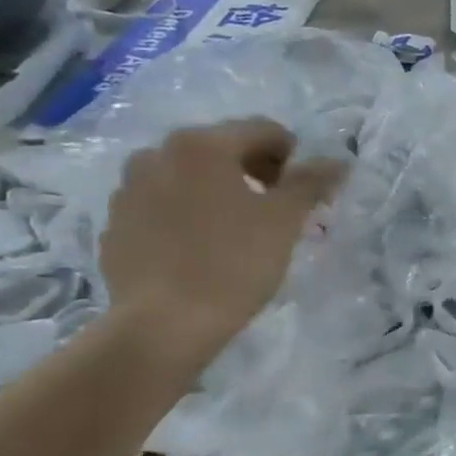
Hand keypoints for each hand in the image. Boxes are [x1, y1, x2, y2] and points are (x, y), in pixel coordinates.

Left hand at [100, 118, 346, 363]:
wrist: (163, 325)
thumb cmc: (232, 264)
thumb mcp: (284, 221)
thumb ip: (312, 183)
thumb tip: (339, 161)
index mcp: (201, 145)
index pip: (263, 131)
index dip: (295, 158)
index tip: (306, 194)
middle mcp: (157, 154)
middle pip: (223, 150)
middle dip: (256, 174)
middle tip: (278, 213)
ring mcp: (129, 190)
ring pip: (190, 178)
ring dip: (220, 193)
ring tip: (238, 233)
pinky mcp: (116, 225)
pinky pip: (163, 207)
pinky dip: (188, 217)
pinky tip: (203, 252)